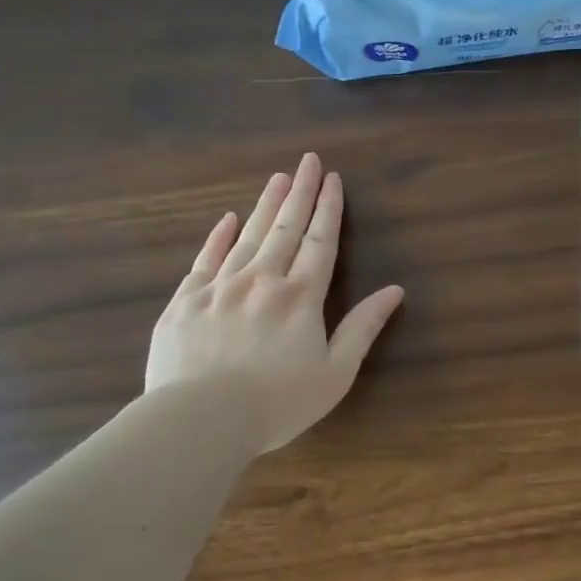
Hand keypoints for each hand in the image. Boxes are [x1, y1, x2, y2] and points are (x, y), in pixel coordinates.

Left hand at [146, 153, 404, 452]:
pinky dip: (218, 237)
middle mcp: (262, 280)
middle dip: (300, 193)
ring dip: (265, 206)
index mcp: (301, 297)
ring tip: (278, 178)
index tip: (333, 179)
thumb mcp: (336, 373)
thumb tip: (395, 291)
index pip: (319, 242)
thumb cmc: (278, 403)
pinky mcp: (185, 301)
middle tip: (308, 161)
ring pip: (247, 236)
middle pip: (285, 229)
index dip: (328, 209)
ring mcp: (220, 287)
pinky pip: (205, 260)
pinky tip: (227, 219)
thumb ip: (363, 328)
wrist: (202, 419)